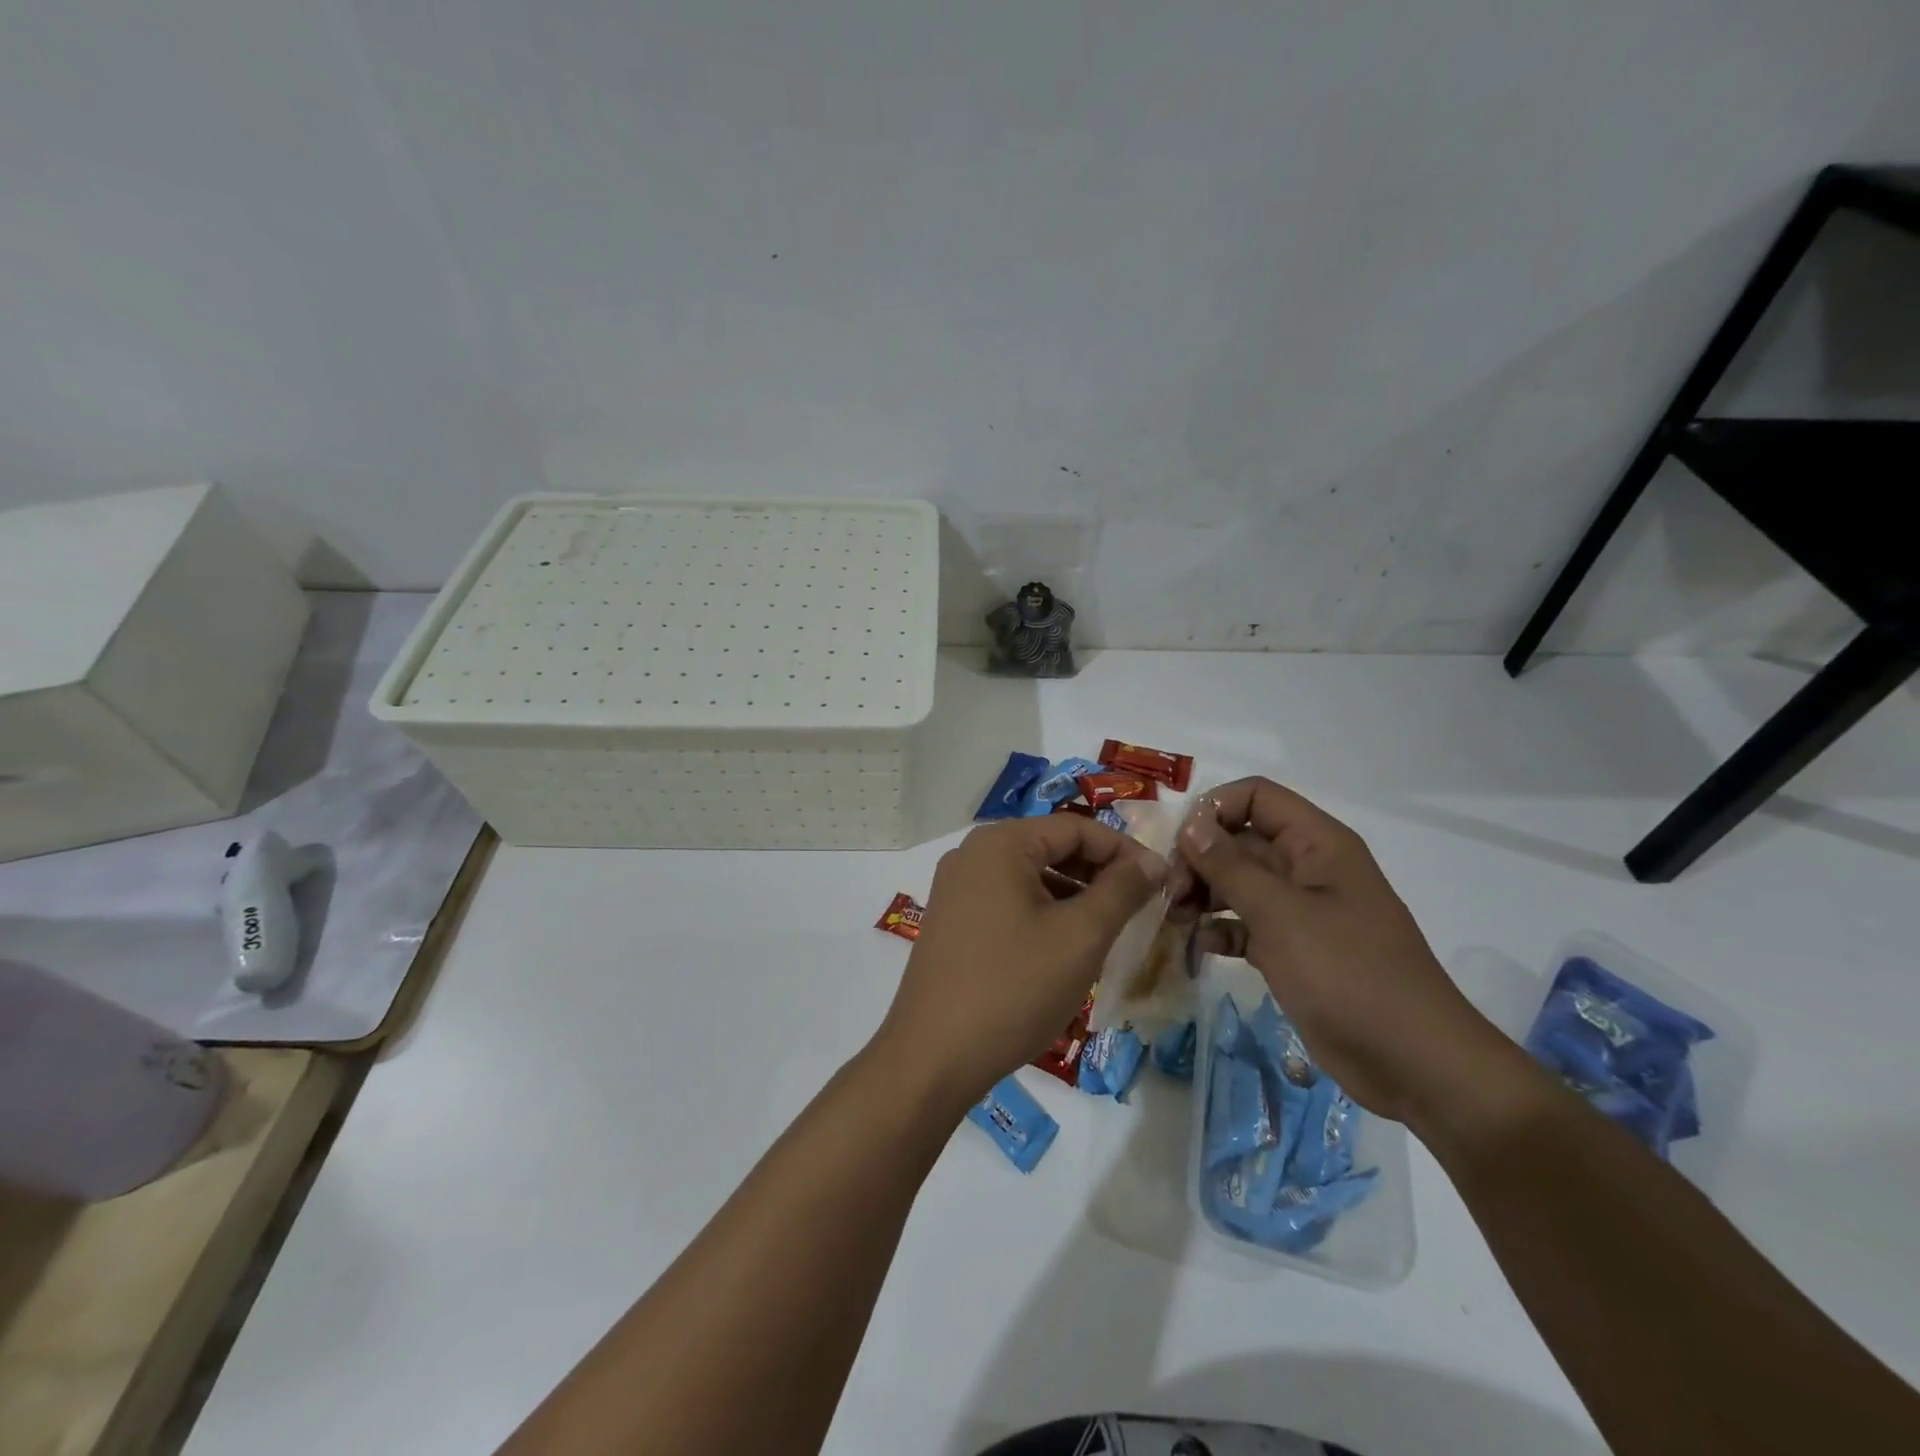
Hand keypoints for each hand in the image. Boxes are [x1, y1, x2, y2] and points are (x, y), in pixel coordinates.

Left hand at [872, 817, 1166, 1111]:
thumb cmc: (1014, 988)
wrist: (933, 1057)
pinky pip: (1009, 901)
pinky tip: (1066, 948)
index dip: (1124, 850)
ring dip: (1074, 896)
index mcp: (1000, 843)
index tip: (1161, 881)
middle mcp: (972, 854)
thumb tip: (1154, 860)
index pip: (1076, 827)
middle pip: (1051, 848)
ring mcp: (956, 888)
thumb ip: (1122, 890)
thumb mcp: (1081, 936)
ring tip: (1109, 931)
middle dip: (1099, 874)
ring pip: (1031, 877)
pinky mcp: (952, 921)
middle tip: (1140, 908)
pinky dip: (1044, 914)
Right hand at [1176, 778, 1510, 1127]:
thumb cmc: (1347, 973)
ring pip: (1240, 883)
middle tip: (1170, 890)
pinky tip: (1201, 946)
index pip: (1257, 797)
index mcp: (1318, 844)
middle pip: (1241, 840)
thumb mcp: (1281, 914)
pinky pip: (1247, 924)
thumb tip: (1190, 825)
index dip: (1215, 810)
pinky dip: (1222, 930)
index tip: (1181, 845)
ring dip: (1204, 894)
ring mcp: (1302, 911)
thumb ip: (1230, 866)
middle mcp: (1309, 868)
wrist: (1412, 1061)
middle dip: (1201, 858)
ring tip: (1175, 917)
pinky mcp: (1295, 950)